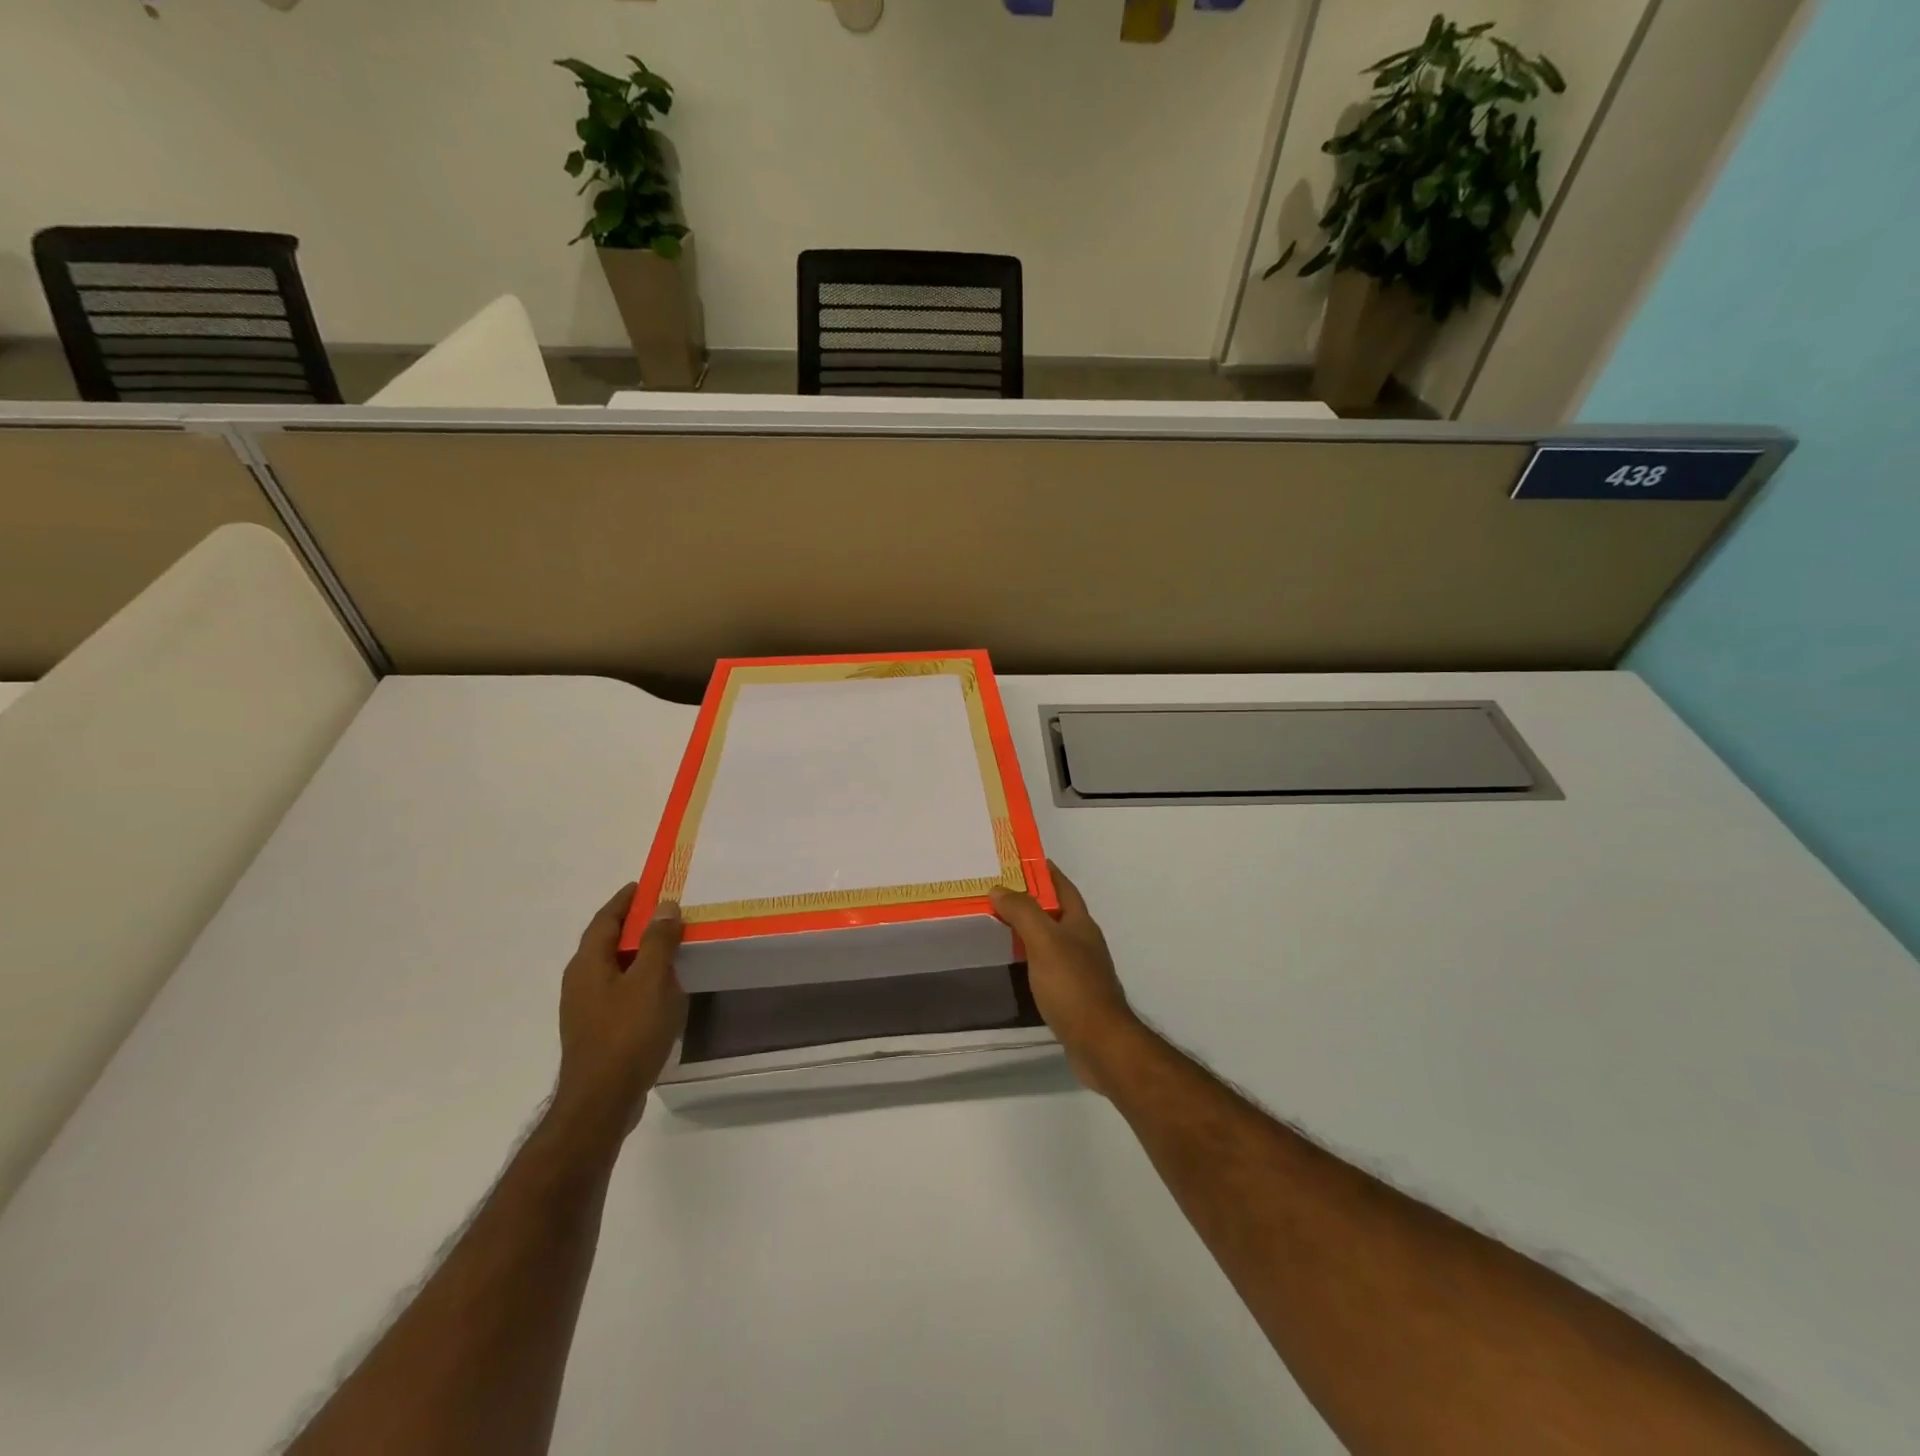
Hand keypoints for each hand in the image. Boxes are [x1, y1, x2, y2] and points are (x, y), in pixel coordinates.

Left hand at [553, 883, 685, 1141]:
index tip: (646, 884)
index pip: (605, 920)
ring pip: (614, 969)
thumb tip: (665, 906)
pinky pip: (620, 991)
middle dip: (635, 925)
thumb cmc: (627, 1033)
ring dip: (639, 953)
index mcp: (587, 964)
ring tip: (670, 947)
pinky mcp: (597, 1031)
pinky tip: (662, 990)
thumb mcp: (651, 981)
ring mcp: (586, 1009)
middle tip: (666, 912)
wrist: (601, 1102)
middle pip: (607, 942)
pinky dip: (640, 979)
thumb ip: (659, 941)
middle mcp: (580, 982)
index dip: (625, 900)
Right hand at [990, 864, 1142, 1095]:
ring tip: (1002, 926)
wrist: (1099, 1043)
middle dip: (1033, 900)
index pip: (1063, 887)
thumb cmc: (1072, 985)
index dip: (1046, 872)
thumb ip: (1023, 912)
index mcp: (1081, 924)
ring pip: (1053, 940)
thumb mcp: (1044, 941)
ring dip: (1031, 930)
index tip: (1021, 861)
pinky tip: (1017, 966)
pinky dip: (1032, 959)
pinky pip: (1049, 966)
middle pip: (1058, 912)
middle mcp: (1084, 943)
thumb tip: (1000, 888)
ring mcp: (1081, 970)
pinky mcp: (1074, 996)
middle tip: (1000, 894)